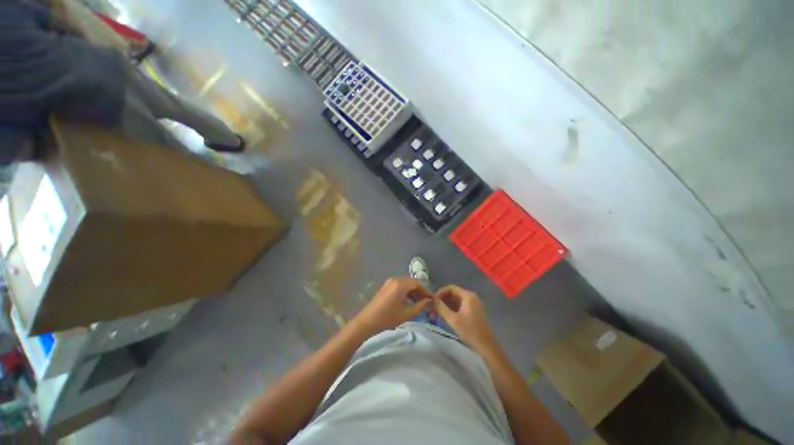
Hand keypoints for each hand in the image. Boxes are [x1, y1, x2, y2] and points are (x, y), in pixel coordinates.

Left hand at [351, 277, 431, 336]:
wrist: (366, 322)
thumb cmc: (387, 318)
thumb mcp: (406, 314)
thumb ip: (420, 306)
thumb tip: (429, 301)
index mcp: (400, 284)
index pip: (418, 283)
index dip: (426, 291)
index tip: (432, 299)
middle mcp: (395, 279)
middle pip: (412, 282)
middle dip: (420, 291)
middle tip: (427, 302)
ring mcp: (389, 282)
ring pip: (406, 284)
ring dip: (413, 291)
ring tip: (419, 303)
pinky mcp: (386, 286)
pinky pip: (400, 286)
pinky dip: (406, 292)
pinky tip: (409, 301)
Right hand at [433, 285, 497, 351]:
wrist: (486, 346)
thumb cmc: (470, 331)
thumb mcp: (453, 319)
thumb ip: (441, 308)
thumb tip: (432, 299)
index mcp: (468, 296)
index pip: (450, 288)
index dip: (440, 293)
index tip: (432, 301)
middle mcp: (471, 297)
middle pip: (452, 294)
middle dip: (442, 300)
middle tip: (432, 309)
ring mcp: (473, 305)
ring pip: (455, 301)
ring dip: (445, 306)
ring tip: (436, 314)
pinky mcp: (473, 312)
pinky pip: (459, 307)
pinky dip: (451, 310)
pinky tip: (444, 317)